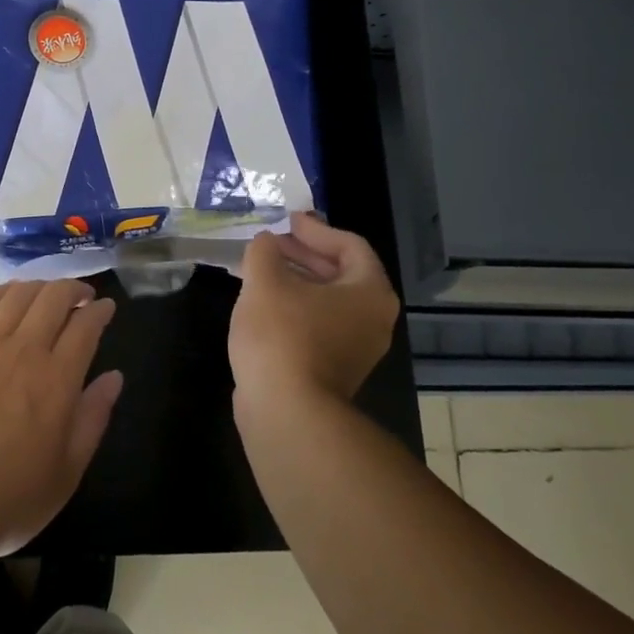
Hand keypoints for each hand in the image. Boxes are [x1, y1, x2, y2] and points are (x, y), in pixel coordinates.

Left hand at [0, 280, 122, 560]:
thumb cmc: (9, 497)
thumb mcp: (67, 470)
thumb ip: (94, 418)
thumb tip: (114, 377)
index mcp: (58, 379)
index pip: (85, 326)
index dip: (100, 311)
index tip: (106, 308)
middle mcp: (23, 351)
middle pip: (52, 299)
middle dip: (73, 289)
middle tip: (81, 296)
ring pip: (16, 296)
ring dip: (38, 286)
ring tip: (47, 293)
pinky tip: (6, 295)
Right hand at [229, 212, 400, 407]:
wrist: (286, 412)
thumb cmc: (282, 336)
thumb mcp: (265, 281)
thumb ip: (264, 251)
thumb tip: (266, 242)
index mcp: (369, 292)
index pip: (350, 245)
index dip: (316, 229)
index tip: (287, 221)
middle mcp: (373, 319)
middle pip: (341, 273)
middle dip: (304, 254)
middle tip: (272, 243)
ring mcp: (356, 349)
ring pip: (327, 301)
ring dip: (296, 281)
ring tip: (261, 271)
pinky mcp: (334, 370)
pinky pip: (318, 325)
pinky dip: (295, 308)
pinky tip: (262, 306)